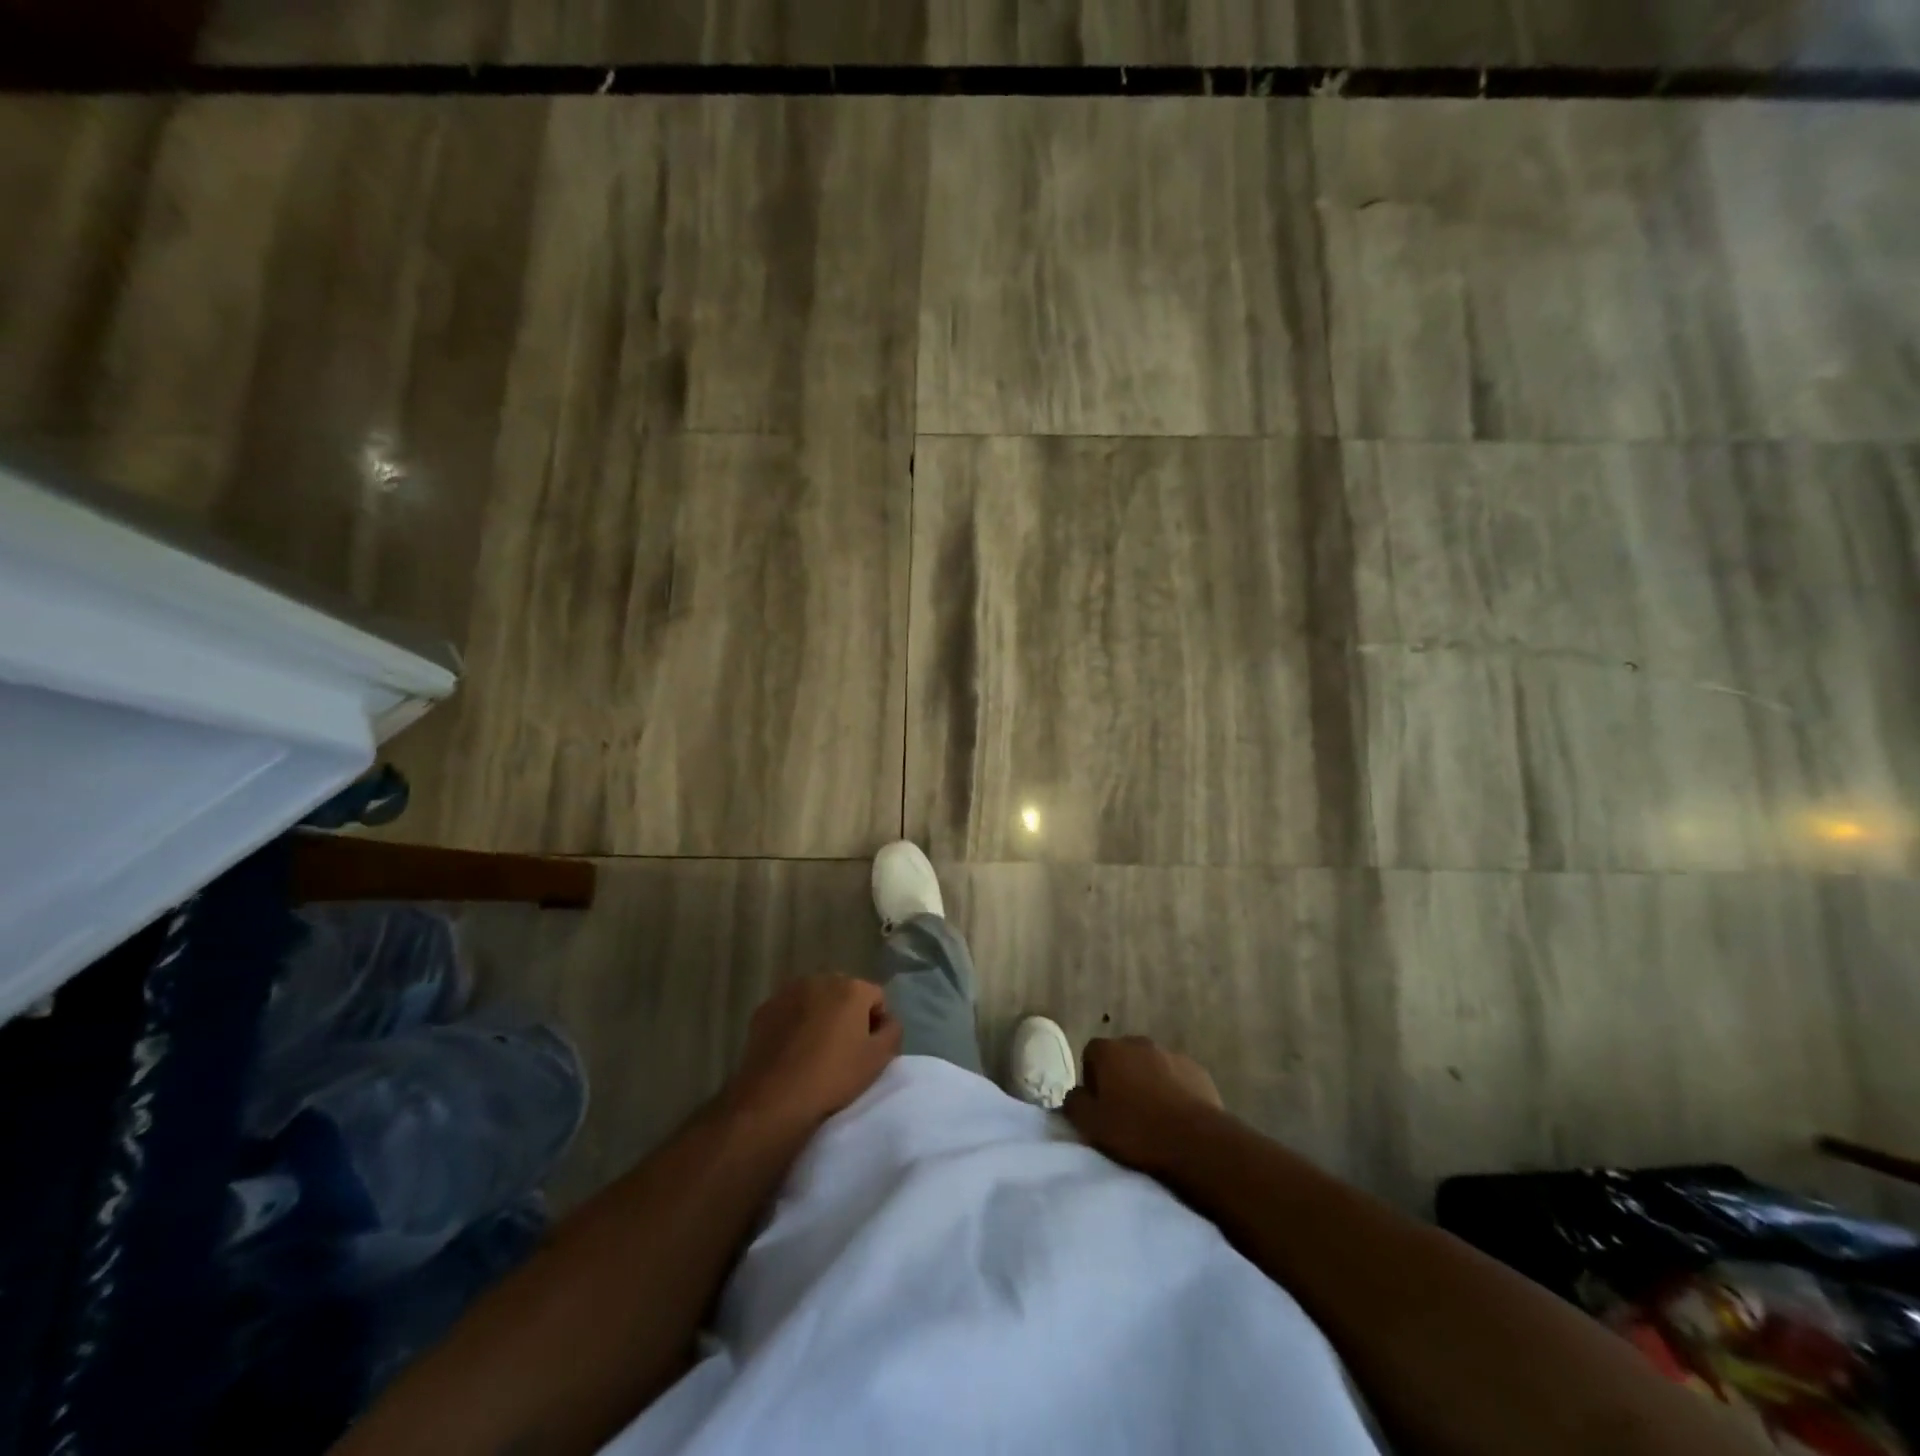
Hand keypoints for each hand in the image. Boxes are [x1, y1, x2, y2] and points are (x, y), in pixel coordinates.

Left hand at [724, 976, 901, 1133]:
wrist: (774, 1098)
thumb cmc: (833, 1076)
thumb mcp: (879, 1059)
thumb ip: (893, 1031)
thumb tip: (887, 1020)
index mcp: (851, 988)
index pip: (876, 998)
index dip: (877, 1023)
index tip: (869, 1049)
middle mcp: (820, 979)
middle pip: (844, 994)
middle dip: (847, 1015)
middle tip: (844, 1049)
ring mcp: (788, 992)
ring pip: (815, 1000)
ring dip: (820, 1016)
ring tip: (816, 1050)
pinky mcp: (764, 1009)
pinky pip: (789, 1011)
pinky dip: (794, 1024)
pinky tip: (792, 1051)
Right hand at [1063, 1035, 1226, 1178]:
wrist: (1193, 1140)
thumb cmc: (1135, 1129)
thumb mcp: (1090, 1124)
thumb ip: (1074, 1103)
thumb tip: (1075, 1094)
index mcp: (1109, 1050)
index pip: (1091, 1053)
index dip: (1092, 1078)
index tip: (1099, 1104)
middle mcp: (1138, 1042)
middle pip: (1122, 1056)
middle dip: (1121, 1077)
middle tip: (1124, 1110)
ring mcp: (1170, 1053)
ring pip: (1151, 1065)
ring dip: (1148, 1082)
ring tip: (1153, 1116)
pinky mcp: (1196, 1069)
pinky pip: (1177, 1076)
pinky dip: (1174, 1090)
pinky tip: (1177, 1116)